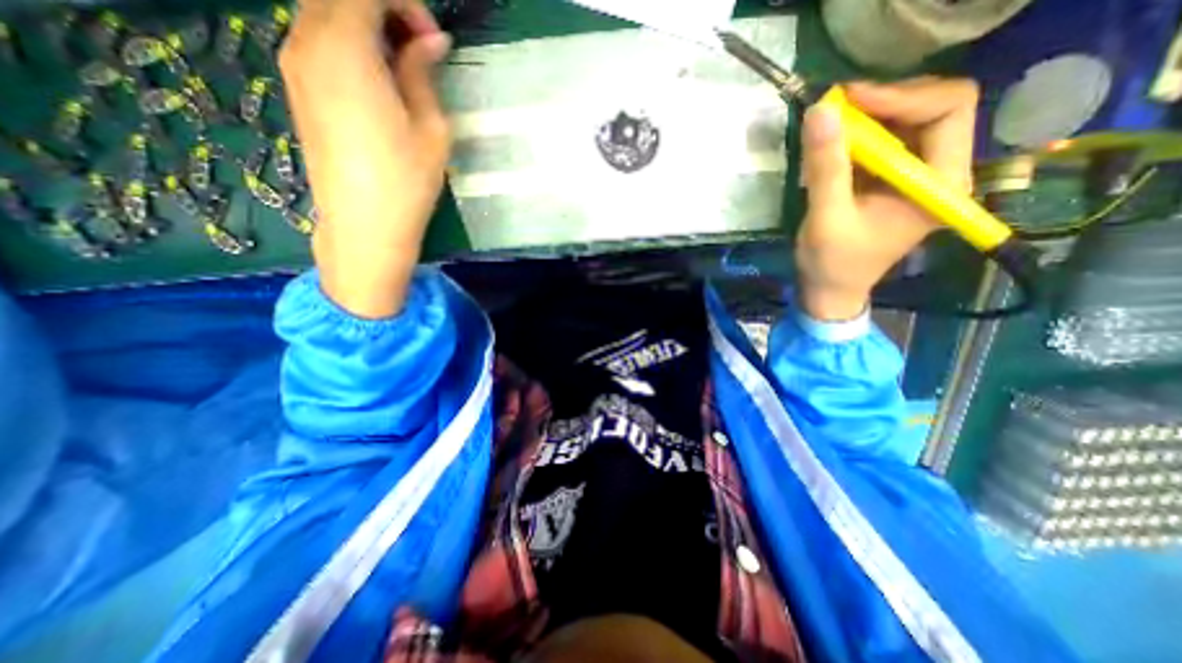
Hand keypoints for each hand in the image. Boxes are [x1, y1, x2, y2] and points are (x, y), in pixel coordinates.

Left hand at [280, 0, 454, 318]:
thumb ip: (423, 73)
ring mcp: (294, 66)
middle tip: (421, 51)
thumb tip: (430, 40)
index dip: (405, 5)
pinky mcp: (297, 90)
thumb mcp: (430, 128)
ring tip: (403, 69)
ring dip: (366, 28)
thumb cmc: (406, 181)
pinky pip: (317, 43)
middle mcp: (306, 43)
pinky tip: (378, 83)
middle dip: (384, 11)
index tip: (435, 41)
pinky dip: (349, 46)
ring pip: (325, 16)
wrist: (364, 225)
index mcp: (345, 48)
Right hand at [794, 77, 980, 320]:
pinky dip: (858, 136)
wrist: (831, 290)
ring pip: (907, 121)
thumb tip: (820, 112)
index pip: (948, 109)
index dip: (901, 96)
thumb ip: (826, 167)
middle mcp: (940, 172)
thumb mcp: (827, 217)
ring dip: (868, 118)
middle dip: (883, 103)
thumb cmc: (833, 263)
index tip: (848, 101)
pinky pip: (885, 142)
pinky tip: (832, 146)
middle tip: (836, 109)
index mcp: (940, 184)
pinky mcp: (894, 181)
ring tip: (829, 126)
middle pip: (932, 107)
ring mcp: (917, 176)